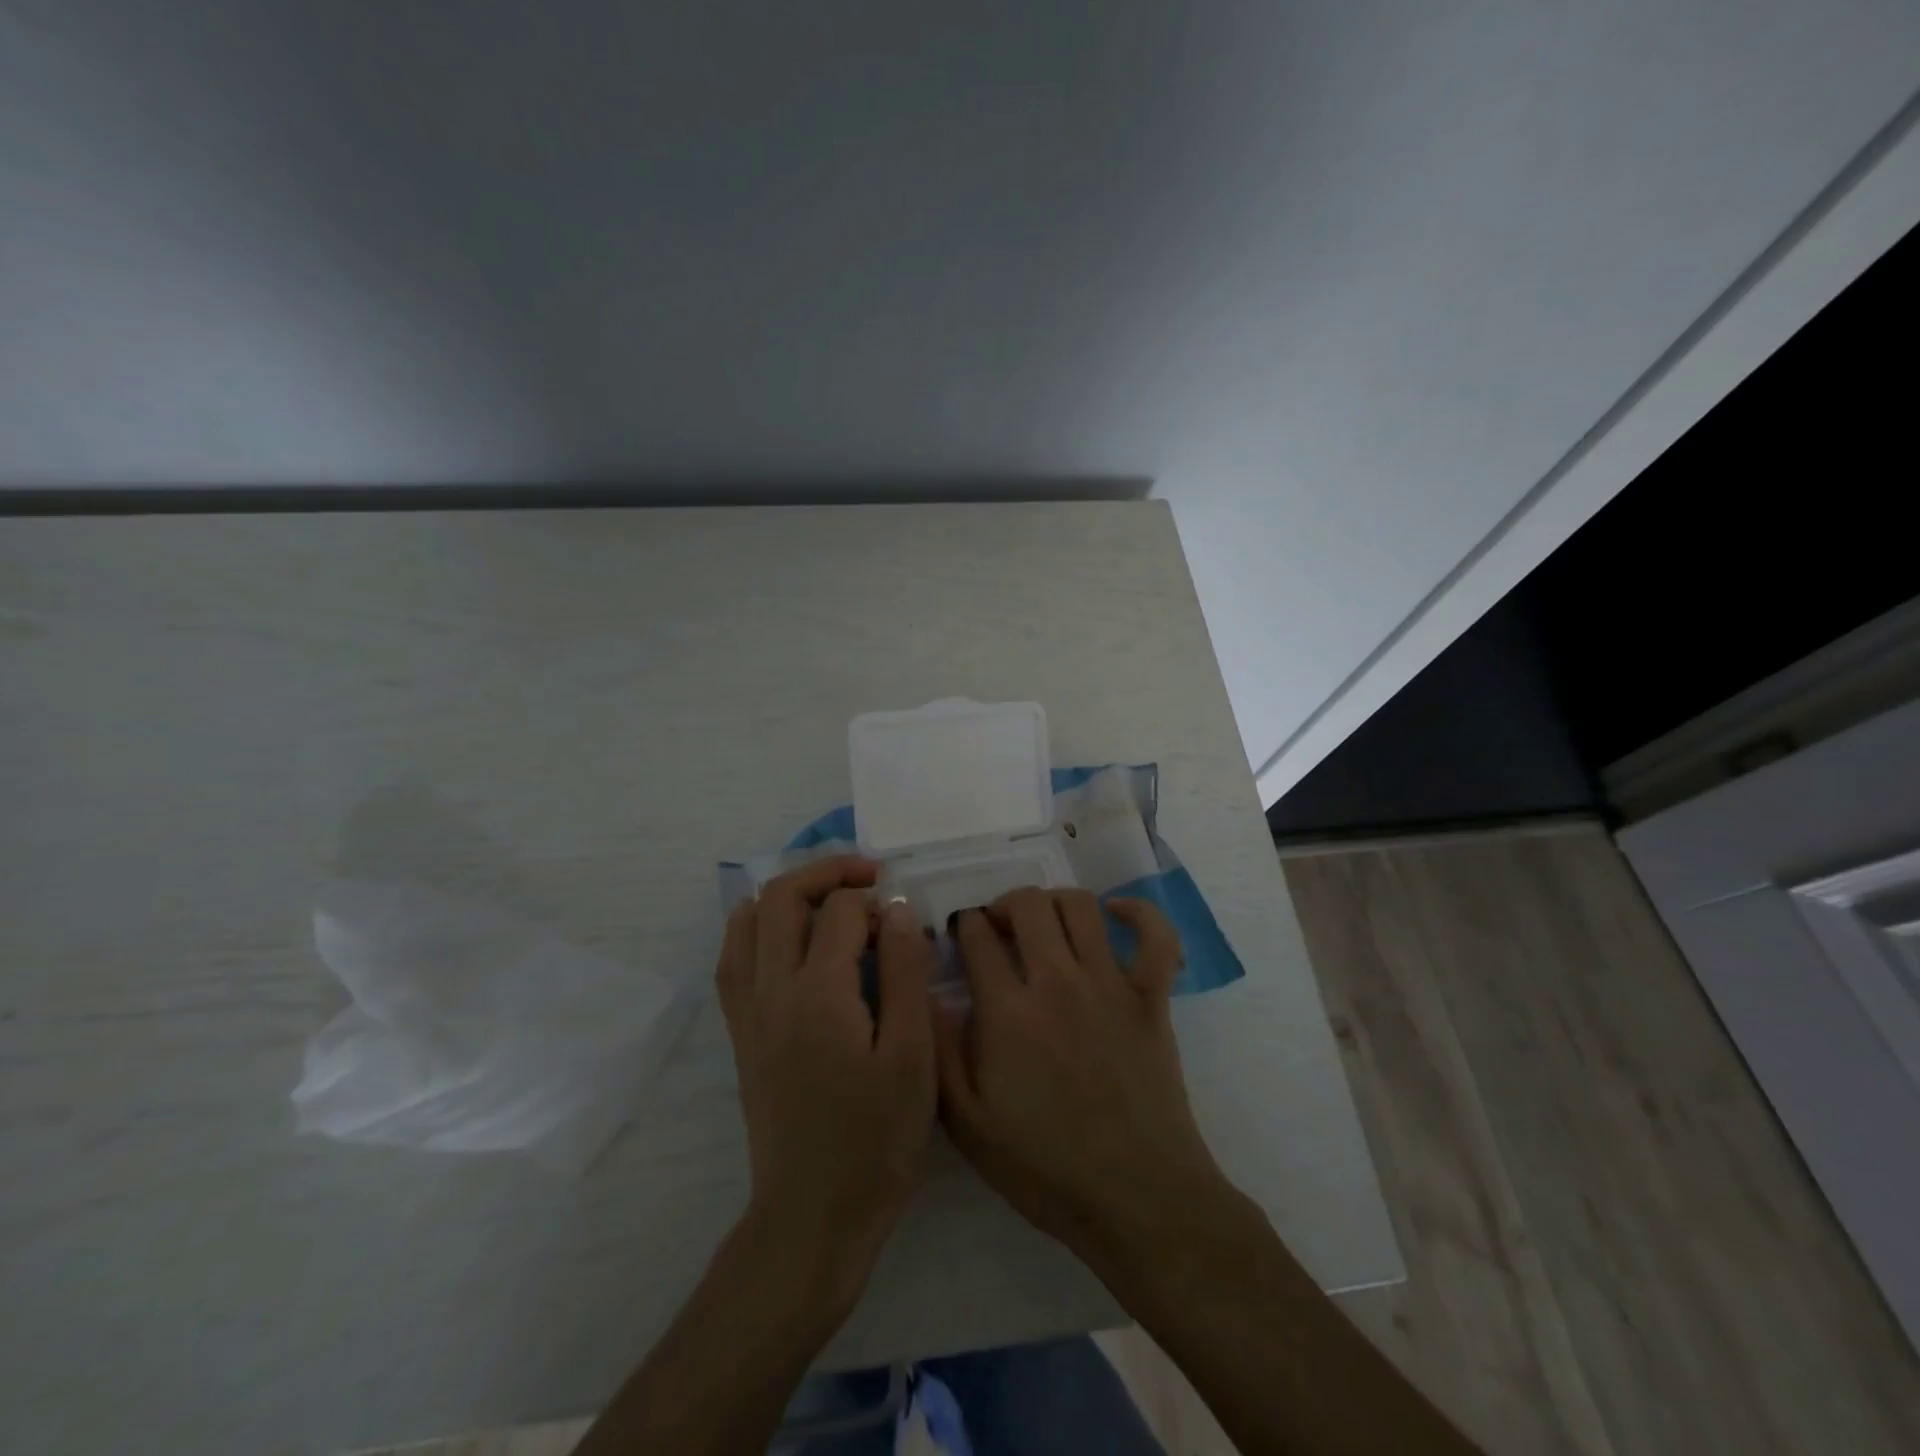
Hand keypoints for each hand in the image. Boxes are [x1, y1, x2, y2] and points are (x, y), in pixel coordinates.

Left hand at [715, 856, 935, 1319]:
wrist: (812, 1216)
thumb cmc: (876, 1140)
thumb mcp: (911, 1056)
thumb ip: (904, 973)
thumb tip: (896, 911)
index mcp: (819, 994)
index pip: (841, 911)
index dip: (876, 901)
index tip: (904, 921)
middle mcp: (772, 990)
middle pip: (782, 898)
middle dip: (827, 873)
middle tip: (869, 877)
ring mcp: (749, 1012)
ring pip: (748, 922)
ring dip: (788, 895)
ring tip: (829, 899)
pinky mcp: (742, 1034)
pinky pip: (734, 959)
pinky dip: (757, 929)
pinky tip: (785, 937)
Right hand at [932, 888, 1231, 1268]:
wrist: (1135, 1198)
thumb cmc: (1045, 1166)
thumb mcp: (968, 1124)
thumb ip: (941, 1051)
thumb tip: (928, 994)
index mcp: (1008, 1012)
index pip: (977, 935)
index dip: (964, 925)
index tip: (961, 935)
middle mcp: (1057, 982)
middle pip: (1028, 905)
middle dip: (1005, 904)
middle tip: (999, 927)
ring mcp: (1110, 986)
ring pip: (1081, 907)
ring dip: (1055, 903)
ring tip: (1045, 923)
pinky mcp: (1152, 999)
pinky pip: (1155, 937)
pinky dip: (1140, 914)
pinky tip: (1117, 914)